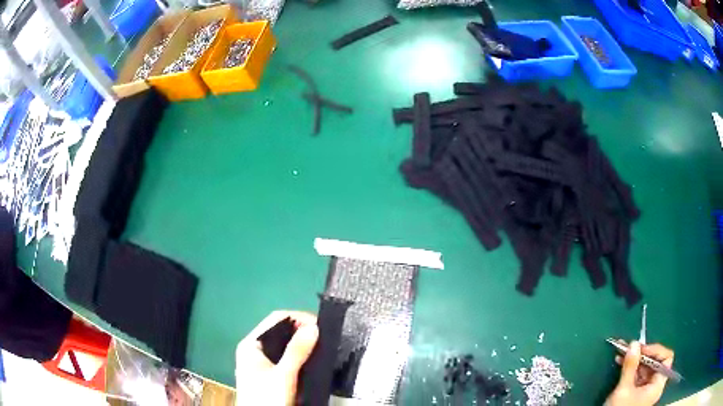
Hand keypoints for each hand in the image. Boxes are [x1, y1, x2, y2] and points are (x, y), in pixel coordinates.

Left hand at [235, 311, 318, 405]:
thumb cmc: (267, 399)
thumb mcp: (283, 376)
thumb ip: (297, 351)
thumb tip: (314, 326)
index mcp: (251, 345)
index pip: (276, 319)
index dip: (299, 318)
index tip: (321, 326)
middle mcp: (255, 350)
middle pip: (281, 331)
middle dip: (303, 331)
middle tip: (325, 337)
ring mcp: (263, 363)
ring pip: (286, 346)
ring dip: (304, 344)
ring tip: (323, 347)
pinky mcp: (272, 375)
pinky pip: (288, 359)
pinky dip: (301, 357)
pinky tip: (314, 361)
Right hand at [605, 341, 674, 405]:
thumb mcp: (623, 390)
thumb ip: (630, 366)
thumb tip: (634, 343)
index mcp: (658, 385)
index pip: (666, 359)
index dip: (656, 350)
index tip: (641, 349)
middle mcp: (655, 387)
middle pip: (655, 364)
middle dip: (642, 355)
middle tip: (629, 349)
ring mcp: (646, 392)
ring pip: (645, 370)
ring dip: (635, 362)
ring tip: (622, 356)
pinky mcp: (638, 396)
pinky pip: (639, 378)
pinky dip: (631, 371)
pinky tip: (622, 365)